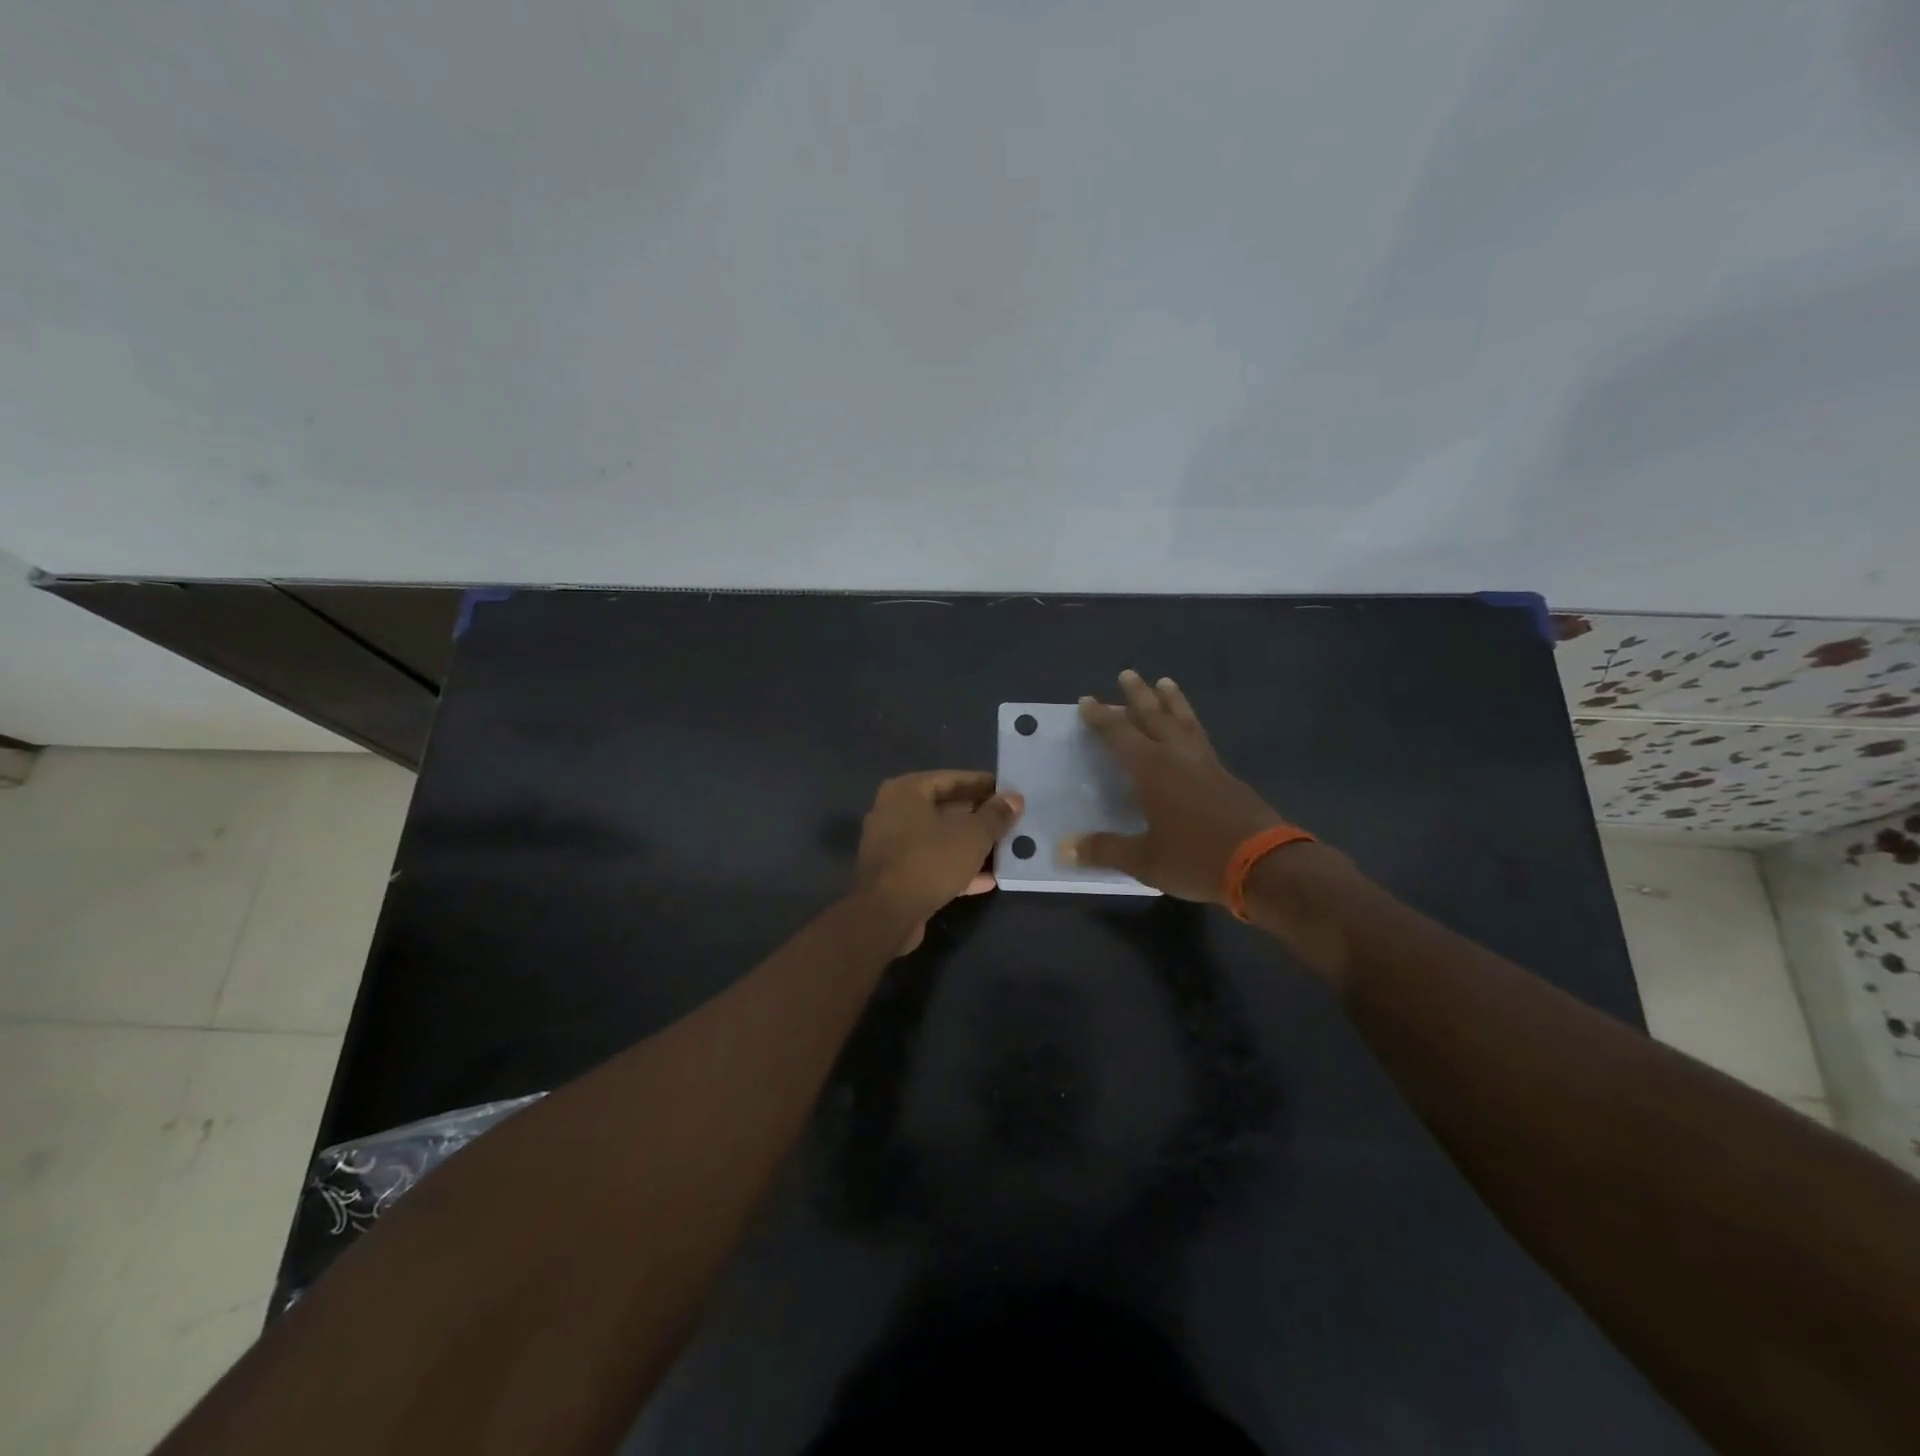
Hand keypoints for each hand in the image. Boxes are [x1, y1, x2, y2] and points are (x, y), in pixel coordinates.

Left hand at [854, 770, 1023, 952]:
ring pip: (939, 838)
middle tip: (1009, 819)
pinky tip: (988, 879)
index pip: (951, 778)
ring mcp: (892, 846)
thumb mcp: (973, 835)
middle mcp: (893, 812)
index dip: (982, 784)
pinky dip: (957, 868)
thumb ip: (996, 815)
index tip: (1008, 791)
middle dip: (977, 815)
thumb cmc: (930, 860)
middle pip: (943, 808)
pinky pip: (932, 864)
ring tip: (1003, 847)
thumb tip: (1015, 798)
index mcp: (906, 791)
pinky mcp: (896, 876)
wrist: (887, 914)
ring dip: (970, 844)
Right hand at [1063, 670, 1288, 903]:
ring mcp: (1207, 765)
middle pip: (1155, 717)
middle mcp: (1177, 757)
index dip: (1102, 718)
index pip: (1120, 735)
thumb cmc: (1195, 858)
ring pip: (1185, 722)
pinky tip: (1191, 733)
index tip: (1088, 701)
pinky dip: (1191, 726)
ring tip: (1166, 682)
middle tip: (1128, 674)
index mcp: (1152, 770)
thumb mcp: (1144, 860)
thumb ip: (1104, 850)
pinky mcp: (1227, 777)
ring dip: (1172, 702)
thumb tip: (1065, 848)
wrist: (1264, 865)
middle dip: (1138, 696)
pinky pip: (1201, 739)